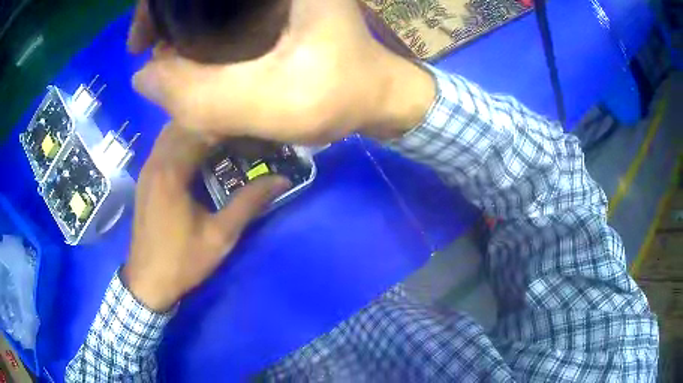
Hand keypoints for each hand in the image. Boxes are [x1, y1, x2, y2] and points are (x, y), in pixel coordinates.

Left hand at [122, 125, 290, 311]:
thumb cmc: (183, 261)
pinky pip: (165, 145)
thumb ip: (249, 203)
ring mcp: (148, 168)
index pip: (201, 129)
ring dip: (196, 130)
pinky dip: (183, 141)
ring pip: (172, 132)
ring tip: (223, 139)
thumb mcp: (220, 235)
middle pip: (184, 123)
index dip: (228, 125)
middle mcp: (156, 162)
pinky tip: (199, 154)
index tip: (251, 128)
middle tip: (240, 132)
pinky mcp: (146, 177)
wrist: (148, 282)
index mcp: (172, 172)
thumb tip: (281, 180)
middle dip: (213, 123)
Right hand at [128, 0, 435, 143]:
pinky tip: (191, 49)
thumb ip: (202, 96)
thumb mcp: (273, 102)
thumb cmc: (341, 96)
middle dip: (163, 12)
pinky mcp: (277, 5)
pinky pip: (226, 8)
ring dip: (178, 20)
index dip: (156, 4)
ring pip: (212, 0)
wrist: (377, 94)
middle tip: (147, 49)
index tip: (143, 38)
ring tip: (162, 54)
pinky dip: (201, 25)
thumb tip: (142, 77)